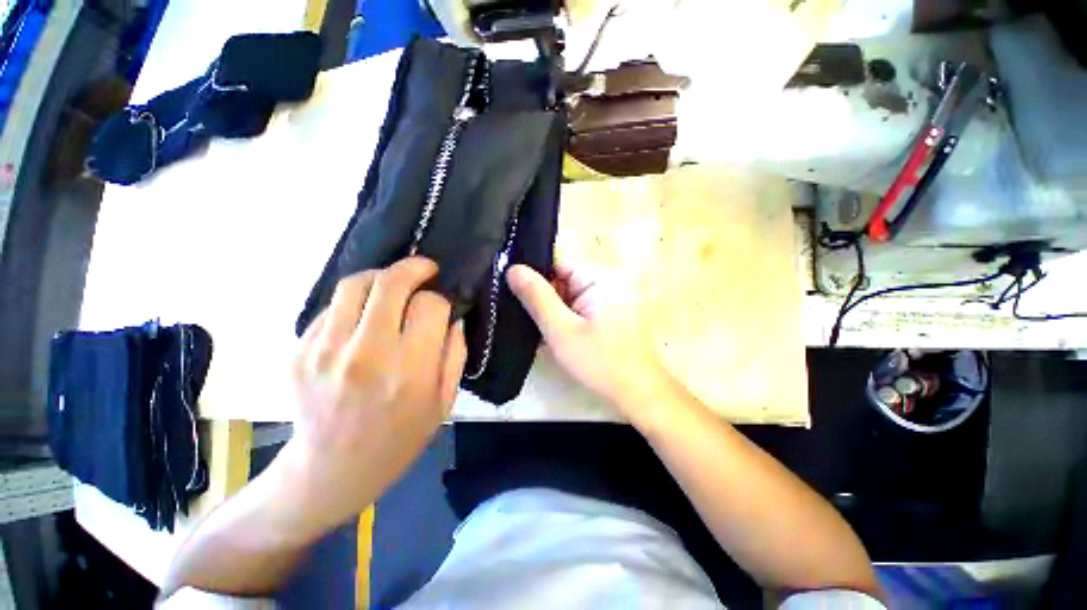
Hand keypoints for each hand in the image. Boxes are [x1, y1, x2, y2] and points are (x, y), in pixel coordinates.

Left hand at [283, 257, 466, 531]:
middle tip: (426, 269)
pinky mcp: (299, 351)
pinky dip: (355, 301)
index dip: (441, 298)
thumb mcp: (444, 401)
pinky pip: (333, 306)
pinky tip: (365, 317)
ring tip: (395, 286)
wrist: (332, 469)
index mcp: (408, 370)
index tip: (443, 303)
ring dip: (382, 277)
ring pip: (355, 284)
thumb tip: (453, 316)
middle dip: (415, 267)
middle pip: (390, 283)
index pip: (430, 306)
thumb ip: (454, 352)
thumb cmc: (400, 437)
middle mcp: (365, 354)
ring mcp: (324, 350)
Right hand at [507, 263, 674, 422]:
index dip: (532, 273)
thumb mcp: (561, 330)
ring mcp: (603, 299)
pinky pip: (574, 309)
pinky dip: (560, 319)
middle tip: (512, 310)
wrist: (638, 393)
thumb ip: (537, 298)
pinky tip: (546, 333)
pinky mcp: (602, 315)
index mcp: (596, 278)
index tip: (508, 286)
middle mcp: (601, 282)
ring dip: (548, 310)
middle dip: (539, 296)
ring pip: (565, 297)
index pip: (556, 262)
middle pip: (560, 280)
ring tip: (525, 323)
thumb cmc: (600, 361)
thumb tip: (513, 268)